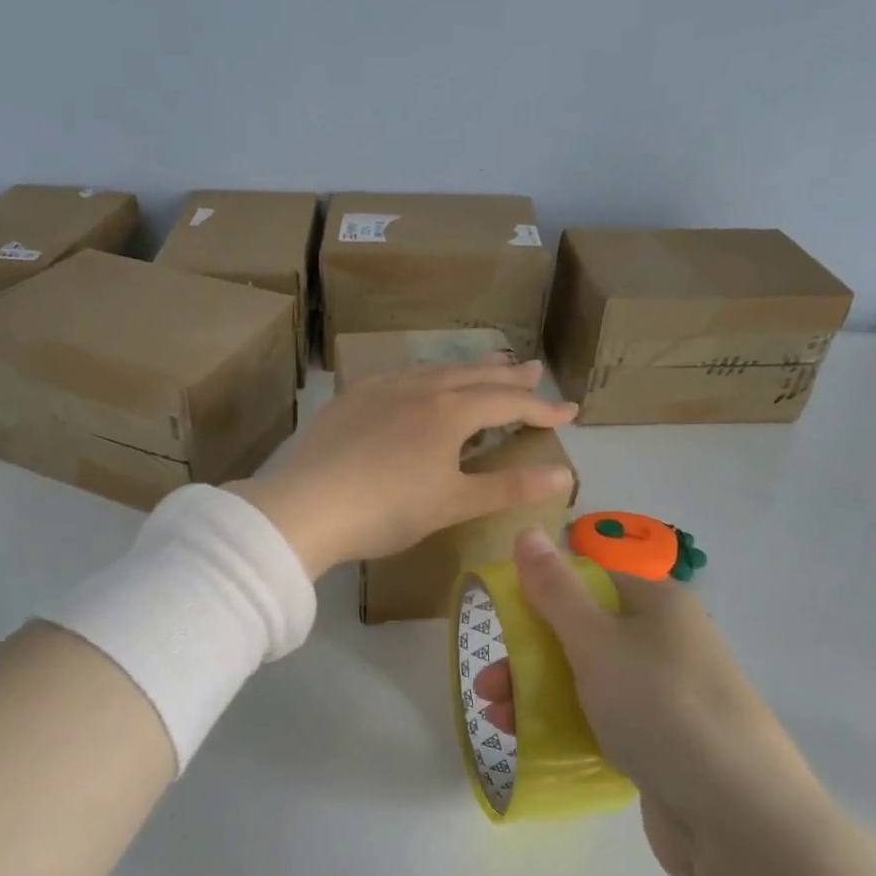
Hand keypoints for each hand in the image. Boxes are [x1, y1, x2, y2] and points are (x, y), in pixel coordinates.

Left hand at [229, 358, 576, 579]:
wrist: (305, 507)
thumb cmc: (387, 510)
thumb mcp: (453, 503)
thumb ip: (508, 487)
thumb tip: (564, 474)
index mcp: (449, 412)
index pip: (508, 402)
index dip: (542, 408)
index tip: (570, 412)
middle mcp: (419, 388)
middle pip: (473, 375)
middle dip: (508, 375)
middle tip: (534, 368)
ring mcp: (380, 389)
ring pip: (434, 370)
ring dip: (466, 369)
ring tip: (487, 365)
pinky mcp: (350, 399)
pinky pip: (399, 376)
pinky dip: (424, 376)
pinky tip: (419, 382)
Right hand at [491, 528, 818, 875]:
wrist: (741, 819)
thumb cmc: (661, 708)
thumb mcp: (597, 641)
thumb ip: (555, 590)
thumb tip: (527, 531)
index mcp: (656, 603)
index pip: (588, 579)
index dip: (539, 593)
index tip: (498, 622)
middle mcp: (664, 640)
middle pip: (581, 632)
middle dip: (527, 656)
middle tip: (487, 687)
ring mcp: (666, 694)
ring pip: (588, 679)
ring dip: (537, 693)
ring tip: (498, 721)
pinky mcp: (663, 741)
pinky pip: (604, 720)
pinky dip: (567, 725)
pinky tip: (532, 742)